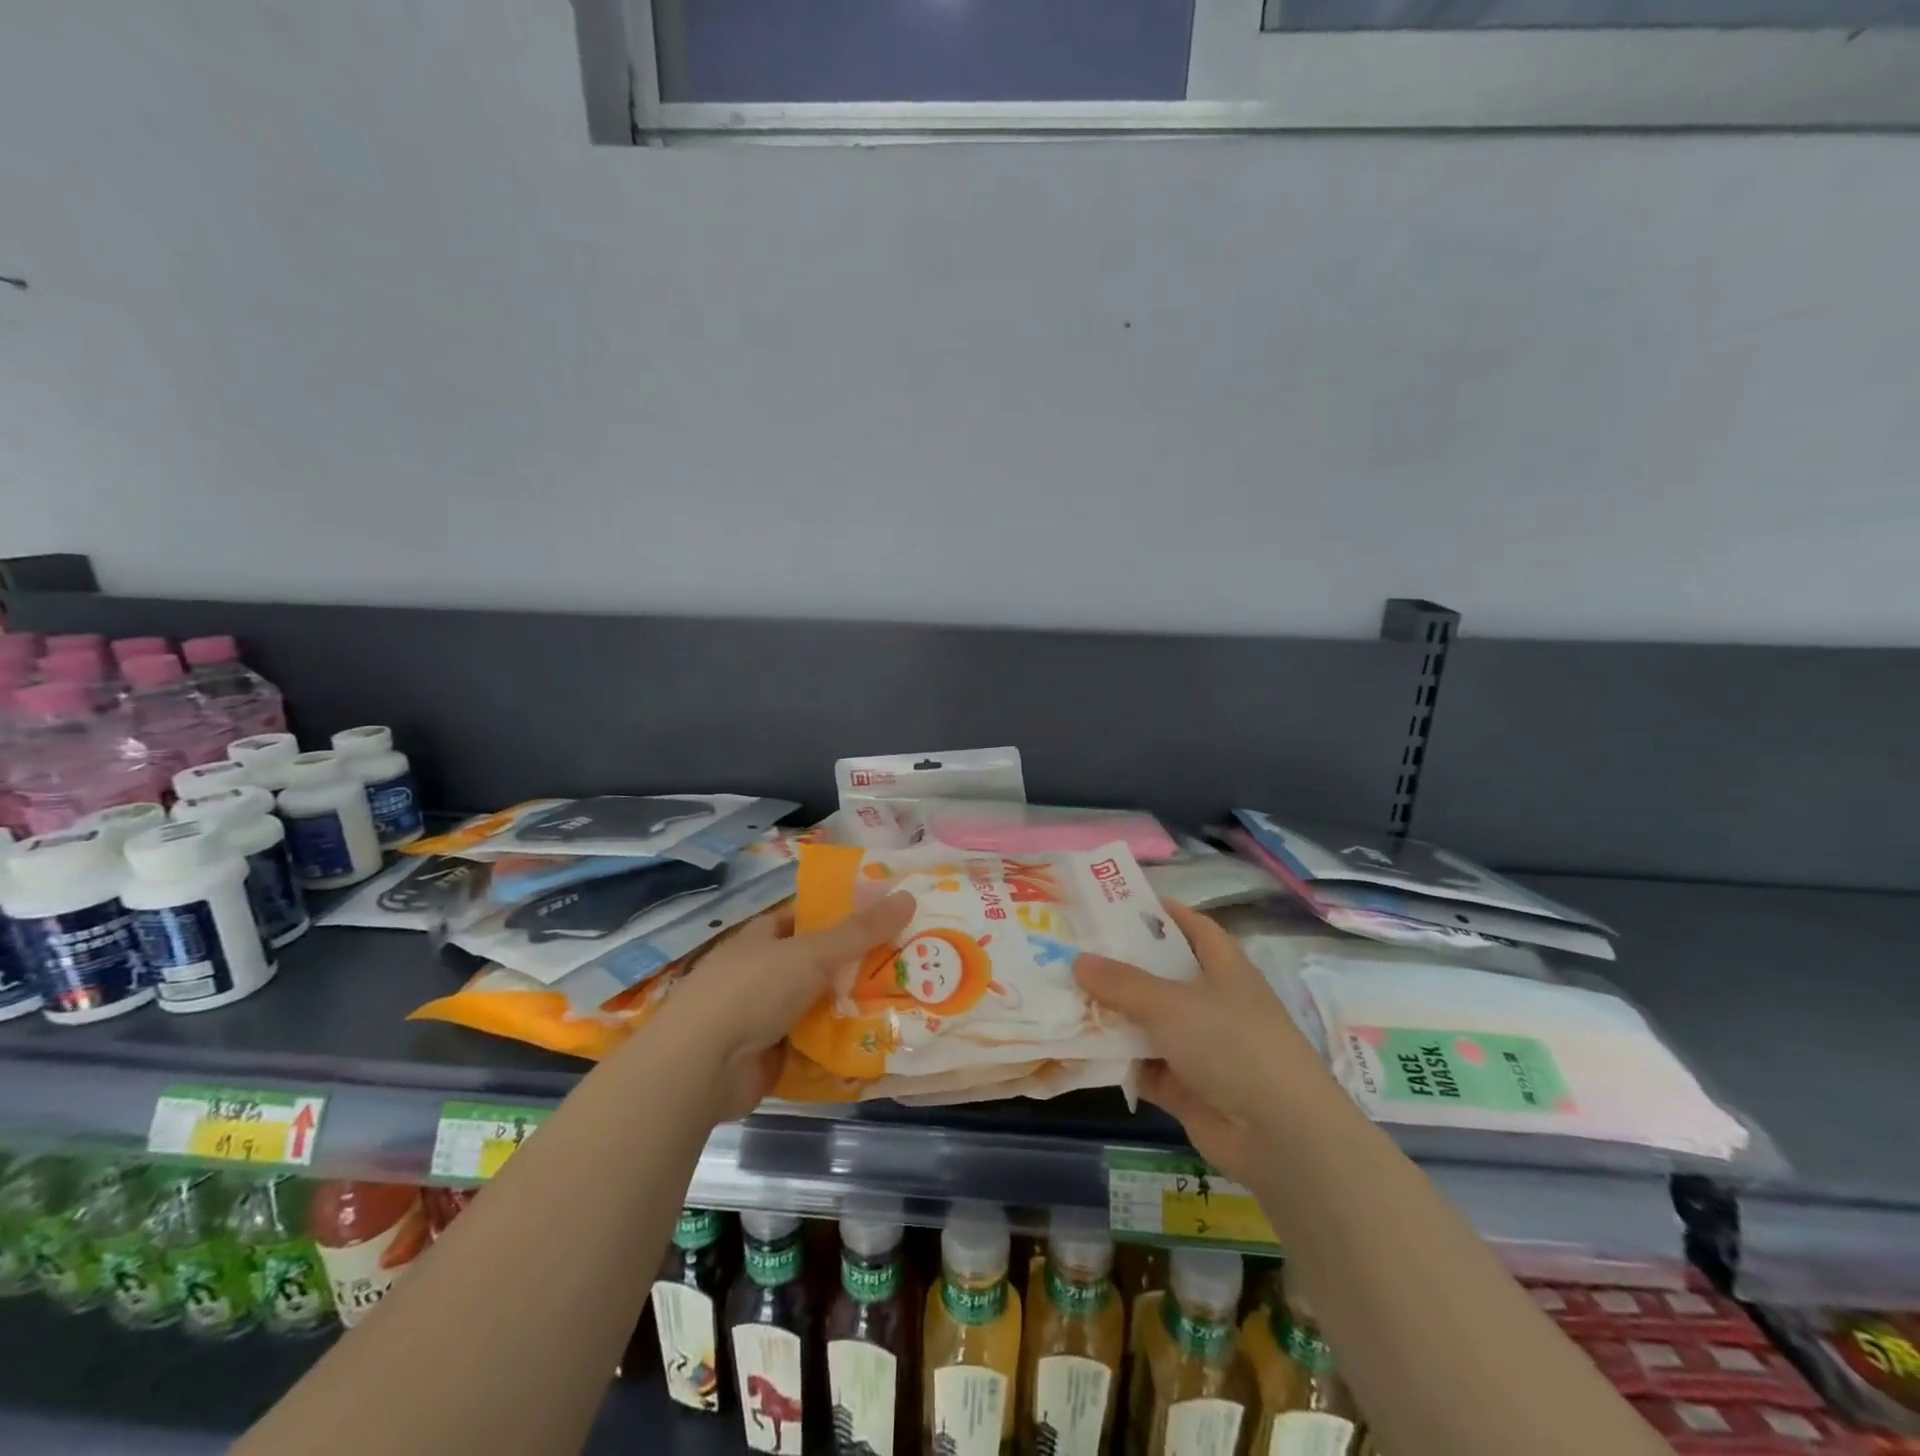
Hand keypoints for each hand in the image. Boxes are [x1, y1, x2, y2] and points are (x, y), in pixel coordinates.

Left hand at [659, 891, 914, 1120]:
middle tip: (912, 961)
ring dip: (855, 1007)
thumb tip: (908, 897)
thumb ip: (860, 931)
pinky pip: (817, 1045)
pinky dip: (842, 1045)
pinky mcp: (773, 1056)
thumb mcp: (811, 952)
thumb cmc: (752, 991)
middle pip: (821, 963)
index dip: (845, 913)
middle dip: (860, 965)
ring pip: (822, 1005)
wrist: (701, 1067)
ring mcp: (767, 1016)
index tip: (888, 915)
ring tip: (909, 1002)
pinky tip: (881, 1043)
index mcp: (765, 937)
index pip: (809, 916)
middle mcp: (765, 972)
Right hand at [1074, 900, 1328, 1185]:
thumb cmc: (1231, 1044)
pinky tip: (1077, 1048)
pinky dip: (1117, 1059)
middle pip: (1161, 974)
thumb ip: (1122, 982)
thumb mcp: (1171, 1003)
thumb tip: (1078, 961)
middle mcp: (1213, 1001)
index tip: (1114, 905)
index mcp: (1224, 967)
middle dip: (1121, 964)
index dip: (1160, 913)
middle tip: (1072, 949)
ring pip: (1148, 1021)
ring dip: (1113, 1014)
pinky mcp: (1186, 1087)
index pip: (1192, 927)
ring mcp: (1200, 1046)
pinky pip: (1143, 1064)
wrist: (1279, 1135)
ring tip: (1062, 994)